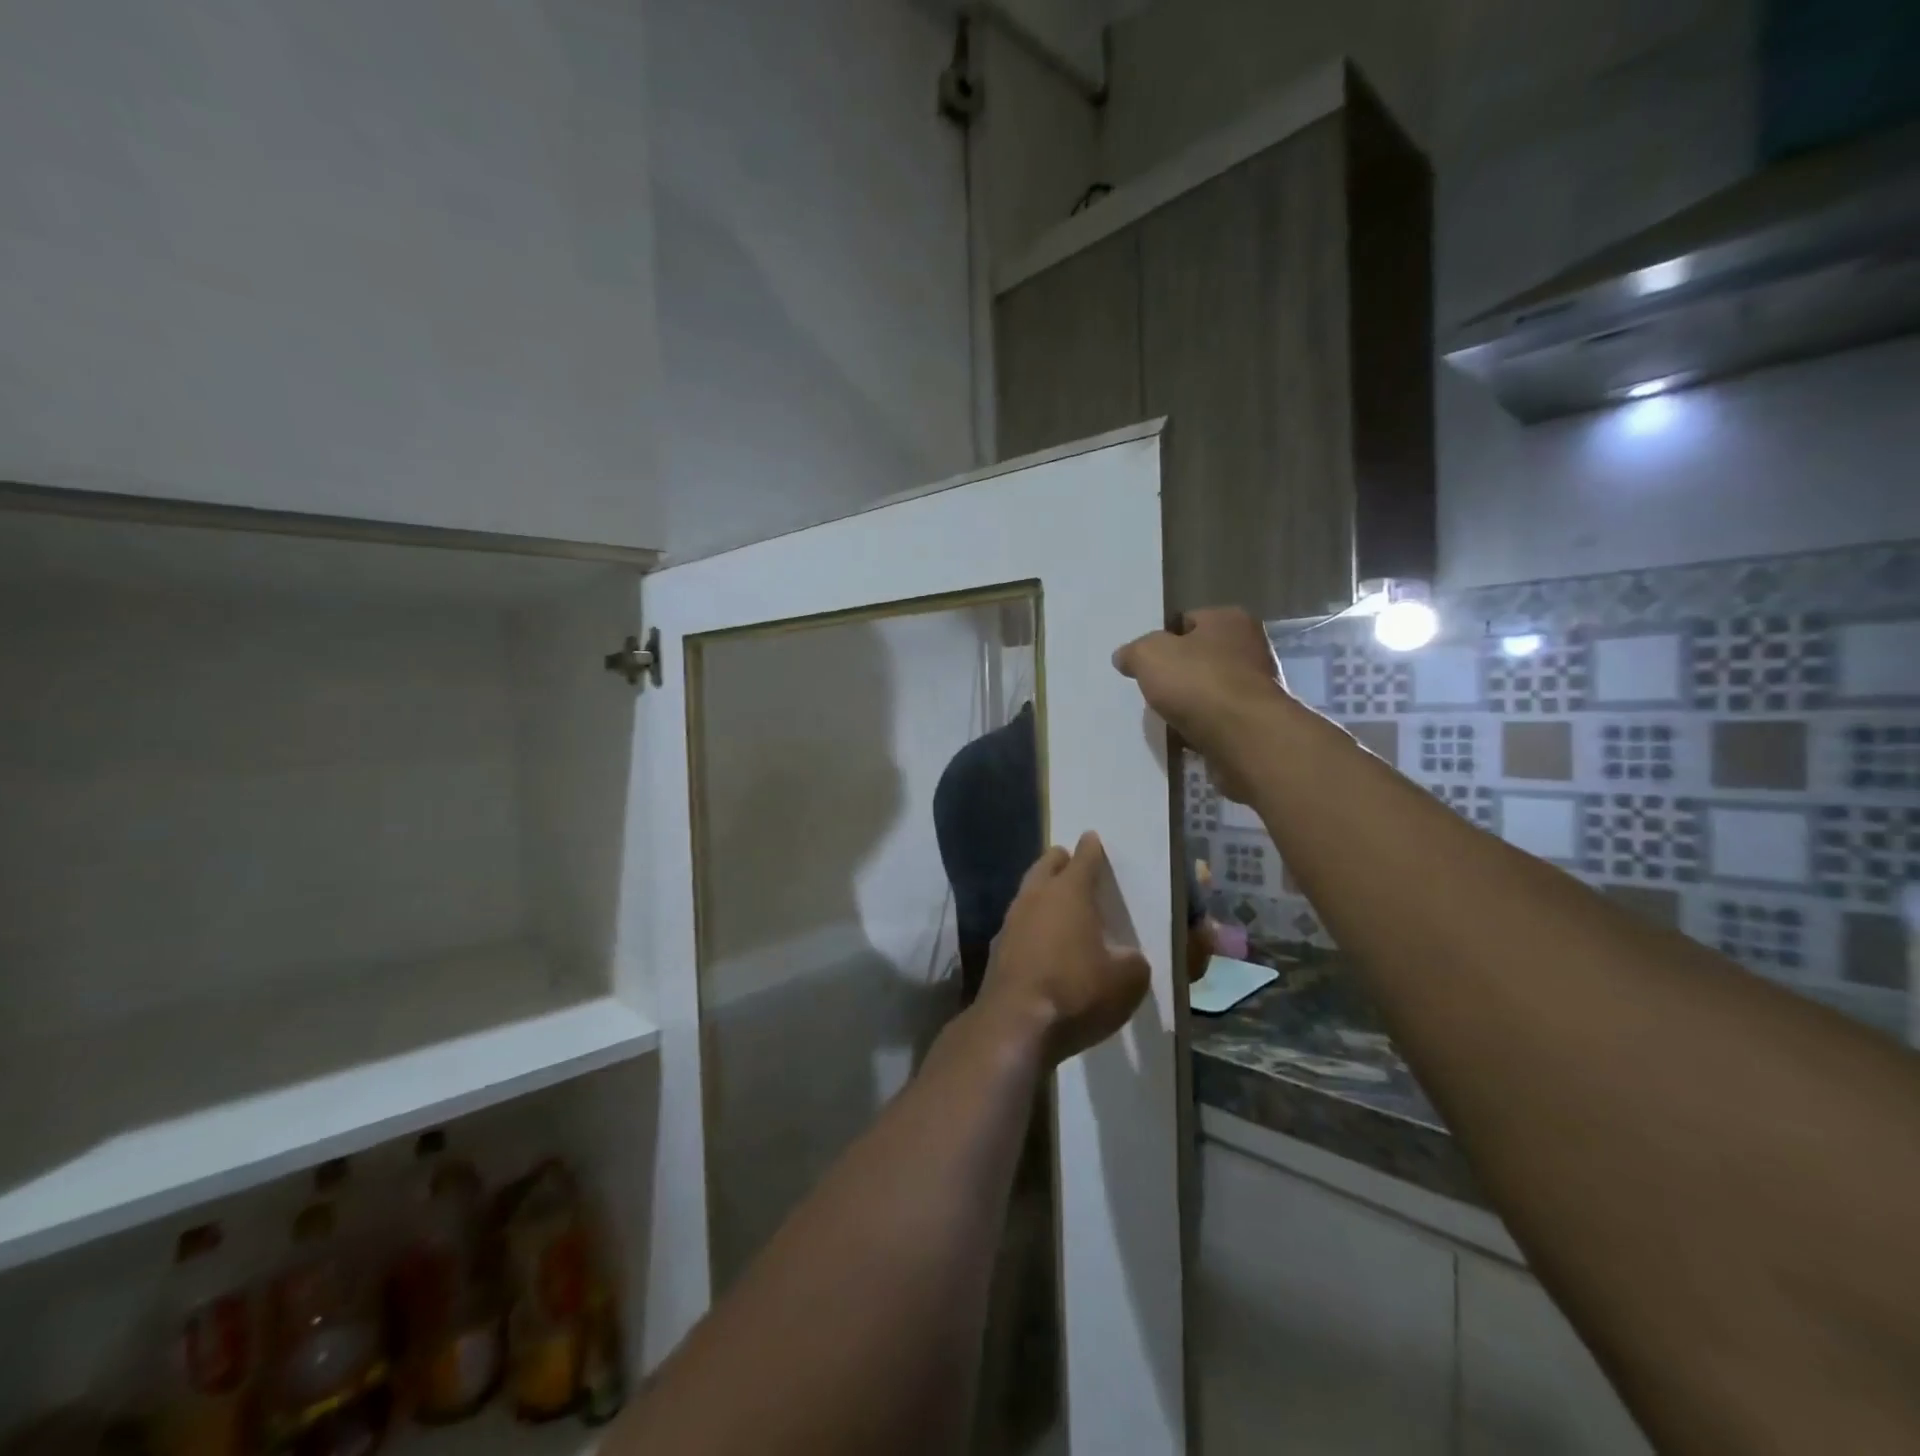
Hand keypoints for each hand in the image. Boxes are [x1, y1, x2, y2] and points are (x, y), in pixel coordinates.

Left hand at [980, 833, 1149, 1064]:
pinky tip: (1037, 938)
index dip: (1091, 849)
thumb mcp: (1126, 981)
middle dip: (1059, 860)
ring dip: (1041, 890)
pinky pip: (1017, 924)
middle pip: (1046, 866)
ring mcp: (1011, 922)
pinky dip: (1030, 923)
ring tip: (1054, 896)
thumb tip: (1128, 958)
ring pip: (1027, 893)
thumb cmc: (1076, 992)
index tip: (1091, 837)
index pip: (1084, 859)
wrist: (1014, 1024)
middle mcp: (1036, 897)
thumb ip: (1133, 962)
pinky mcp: (997, 949)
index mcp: (1070, 893)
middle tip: (1068, 859)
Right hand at [1113, 607, 1289, 801]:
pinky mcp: (1256, 722)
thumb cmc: (1198, 682)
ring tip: (1166, 718)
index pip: (1188, 621)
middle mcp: (1250, 647)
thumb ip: (1134, 652)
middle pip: (1200, 657)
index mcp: (1229, 620)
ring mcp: (1257, 687)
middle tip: (1154, 690)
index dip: (1163, 639)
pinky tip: (1184, 738)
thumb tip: (1124, 657)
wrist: (1243, 737)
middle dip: (1177, 674)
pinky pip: (1218, 720)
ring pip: (1208, 691)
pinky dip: (1201, 728)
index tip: (1146, 661)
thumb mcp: (1149, 655)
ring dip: (1188, 704)